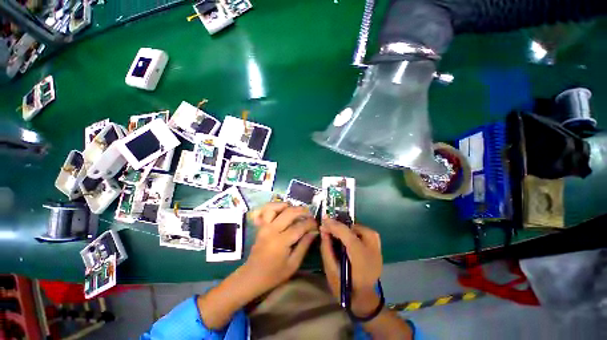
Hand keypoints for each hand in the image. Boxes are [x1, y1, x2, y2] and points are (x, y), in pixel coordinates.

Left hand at [242, 203, 318, 294]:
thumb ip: (304, 245)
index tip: (316, 225)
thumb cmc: (274, 274)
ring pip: (274, 207)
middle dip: (302, 211)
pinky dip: (273, 207)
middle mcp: (272, 230)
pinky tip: (281, 210)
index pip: (300, 226)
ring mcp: (264, 226)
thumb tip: (314, 232)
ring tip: (295, 210)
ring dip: (287, 205)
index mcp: (281, 241)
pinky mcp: (260, 225)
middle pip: (289, 212)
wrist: (252, 276)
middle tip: (310, 215)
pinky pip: (265, 210)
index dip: (310, 224)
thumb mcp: (293, 264)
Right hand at [319, 218, 382, 316]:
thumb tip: (323, 230)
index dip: (335, 225)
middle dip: (341, 226)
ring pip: (361, 228)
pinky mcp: (378, 248)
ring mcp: (378, 249)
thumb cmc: (345, 287)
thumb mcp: (330, 270)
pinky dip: (355, 231)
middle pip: (355, 229)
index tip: (323, 220)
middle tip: (329, 228)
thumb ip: (326, 248)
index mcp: (361, 259)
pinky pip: (366, 232)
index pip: (348, 235)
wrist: (364, 299)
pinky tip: (348, 236)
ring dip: (348, 229)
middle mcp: (372, 251)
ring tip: (338, 233)